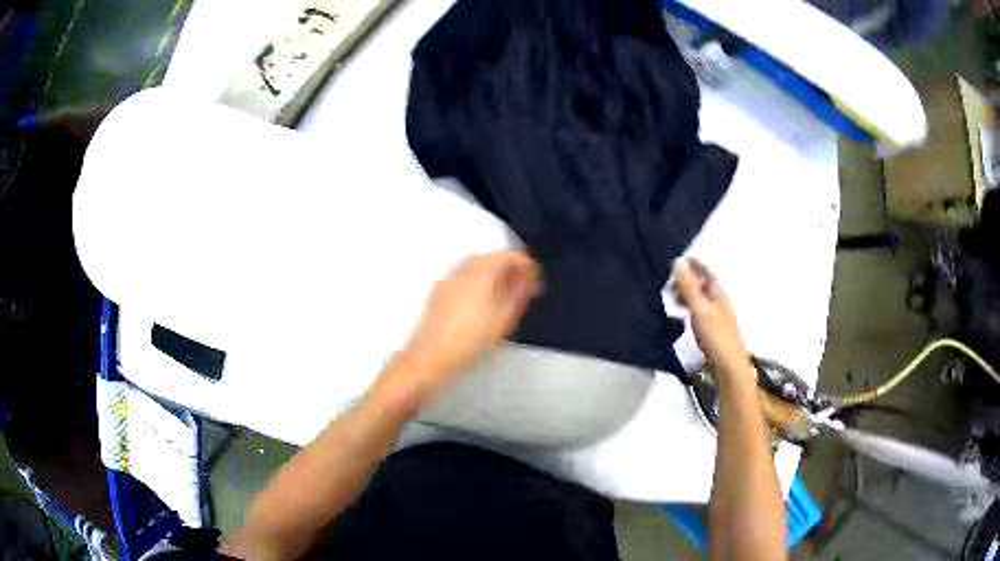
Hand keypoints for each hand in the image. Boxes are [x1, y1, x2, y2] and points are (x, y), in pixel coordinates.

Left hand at [382, 250, 540, 404]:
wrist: (429, 358)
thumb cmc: (466, 343)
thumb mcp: (502, 321)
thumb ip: (517, 294)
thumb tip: (527, 279)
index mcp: (480, 274)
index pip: (508, 256)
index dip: (525, 265)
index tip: (534, 281)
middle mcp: (462, 271)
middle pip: (491, 257)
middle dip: (509, 267)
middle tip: (523, 286)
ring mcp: (448, 280)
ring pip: (476, 264)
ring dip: (494, 272)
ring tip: (506, 293)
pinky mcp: (439, 291)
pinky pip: (464, 274)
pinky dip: (479, 279)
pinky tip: (483, 299)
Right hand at [672, 259, 752, 384]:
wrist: (728, 367)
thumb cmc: (717, 338)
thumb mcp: (700, 309)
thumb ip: (689, 287)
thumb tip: (678, 262)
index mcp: (717, 292)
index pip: (703, 270)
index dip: (688, 266)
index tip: (670, 269)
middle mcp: (717, 300)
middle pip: (700, 283)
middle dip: (684, 282)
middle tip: (668, 289)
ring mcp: (715, 314)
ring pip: (698, 298)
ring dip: (684, 296)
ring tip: (672, 302)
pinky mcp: (710, 328)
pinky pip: (697, 311)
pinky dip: (687, 309)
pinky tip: (681, 317)